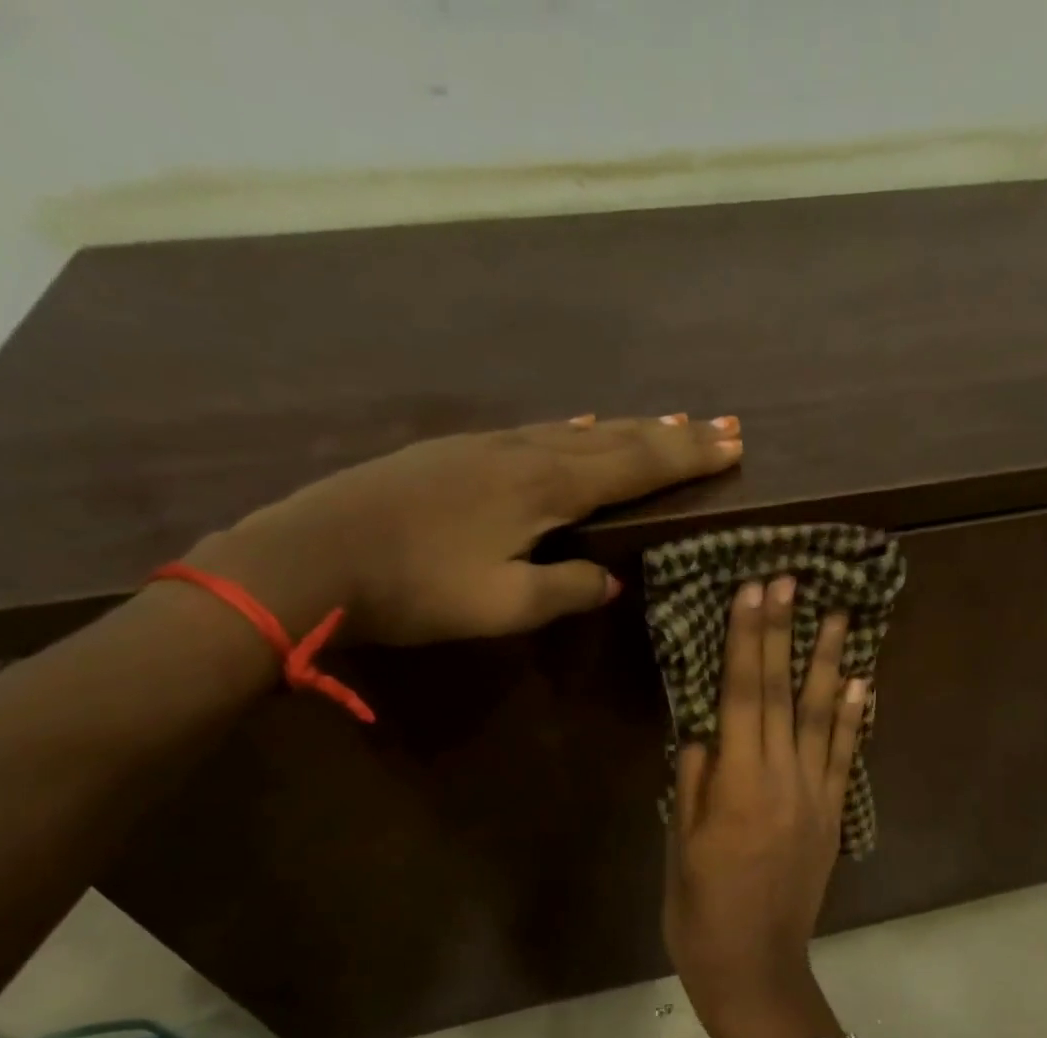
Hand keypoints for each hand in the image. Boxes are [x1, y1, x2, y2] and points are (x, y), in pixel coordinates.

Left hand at [188, 414, 741, 644]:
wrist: (312, 556)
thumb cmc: (417, 588)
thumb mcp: (504, 605)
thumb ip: (566, 589)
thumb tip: (607, 579)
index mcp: (544, 487)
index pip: (635, 466)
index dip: (687, 457)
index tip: (734, 445)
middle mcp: (523, 452)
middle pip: (614, 438)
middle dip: (671, 435)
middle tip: (721, 425)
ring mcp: (485, 446)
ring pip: (576, 431)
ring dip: (628, 429)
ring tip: (665, 424)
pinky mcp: (455, 453)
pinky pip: (538, 433)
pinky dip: (576, 431)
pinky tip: (579, 427)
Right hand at [663, 575, 868, 1037]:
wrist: (756, 968)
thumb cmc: (700, 911)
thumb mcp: (679, 845)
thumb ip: (693, 781)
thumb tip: (702, 730)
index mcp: (737, 786)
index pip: (740, 696)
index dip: (745, 640)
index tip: (752, 591)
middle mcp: (782, 781)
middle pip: (780, 694)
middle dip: (783, 633)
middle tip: (790, 580)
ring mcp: (815, 797)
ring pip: (821, 717)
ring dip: (828, 663)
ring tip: (839, 616)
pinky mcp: (833, 816)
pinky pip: (843, 758)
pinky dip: (852, 718)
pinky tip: (860, 683)